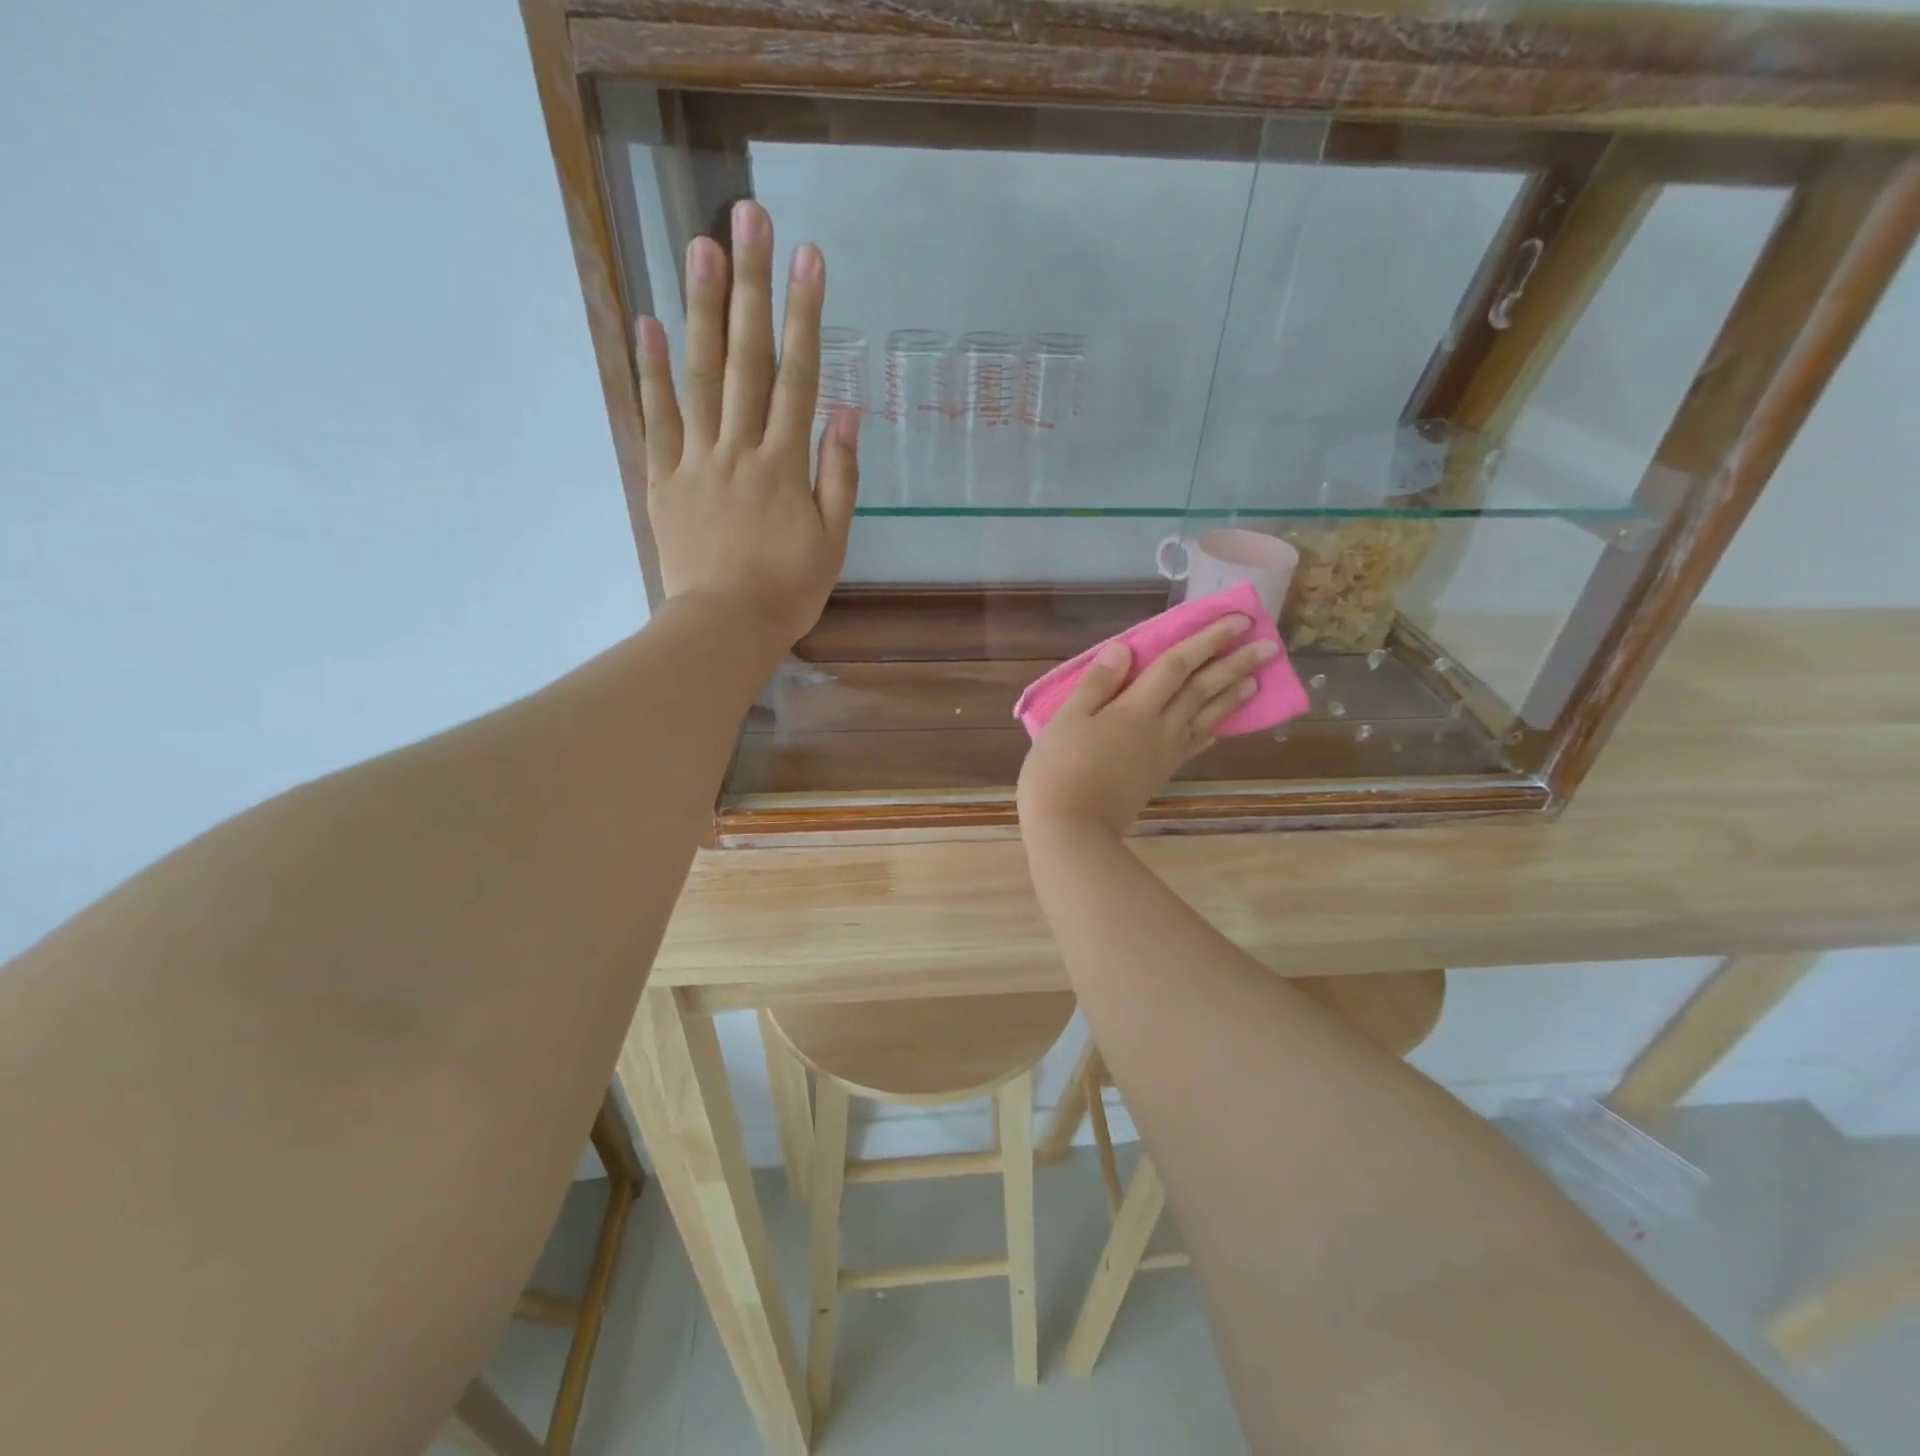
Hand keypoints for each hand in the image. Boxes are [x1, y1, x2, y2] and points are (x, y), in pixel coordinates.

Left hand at [636, 199, 858, 649]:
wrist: (725, 628)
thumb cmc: (788, 590)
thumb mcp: (833, 541)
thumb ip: (838, 476)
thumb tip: (844, 412)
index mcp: (785, 464)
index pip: (798, 377)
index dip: (804, 315)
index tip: (808, 258)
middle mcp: (740, 448)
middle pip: (747, 359)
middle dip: (749, 286)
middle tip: (746, 216)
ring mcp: (696, 460)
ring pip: (698, 376)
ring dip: (700, 309)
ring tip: (698, 245)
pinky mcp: (664, 480)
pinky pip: (657, 419)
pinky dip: (650, 372)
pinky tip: (646, 323)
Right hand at [1016, 615, 1279, 839]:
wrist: (1072, 830)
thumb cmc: (1059, 770)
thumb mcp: (1067, 720)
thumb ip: (1097, 684)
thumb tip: (1124, 648)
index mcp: (1134, 709)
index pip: (1177, 665)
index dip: (1206, 640)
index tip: (1238, 621)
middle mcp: (1159, 727)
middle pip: (1201, 689)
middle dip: (1234, 664)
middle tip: (1269, 646)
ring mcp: (1163, 753)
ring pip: (1205, 717)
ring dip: (1231, 696)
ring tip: (1256, 679)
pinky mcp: (1160, 775)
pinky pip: (1192, 746)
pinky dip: (1209, 733)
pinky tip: (1219, 729)